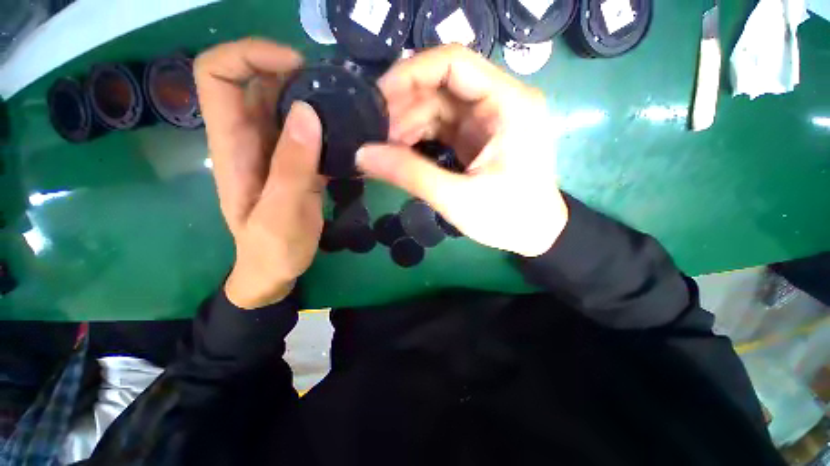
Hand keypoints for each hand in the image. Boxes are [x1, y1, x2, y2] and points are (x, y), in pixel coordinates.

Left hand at [195, 39, 324, 308]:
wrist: (275, 268)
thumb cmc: (272, 248)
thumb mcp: (281, 213)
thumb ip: (292, 167)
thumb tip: (307, 113)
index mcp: (233, 145)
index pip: (217, 75)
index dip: (249, 54)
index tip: (297, 64)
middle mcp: (249, 138)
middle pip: (255, 80)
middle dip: (290, 69)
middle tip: (334, 85)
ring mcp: (274, 150)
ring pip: (284, 103)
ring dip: (312, 94)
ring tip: (347, 104)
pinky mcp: (295, 162)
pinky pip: (306, 129)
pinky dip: (325, 121)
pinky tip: (348, 130)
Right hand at [357, 45, 567, 257]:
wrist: (534, 235)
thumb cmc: (507, 218)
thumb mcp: (457, 199)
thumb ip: (410, 174)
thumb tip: (363, 154)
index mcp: (508, 105)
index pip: (454, 63)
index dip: (410, 74)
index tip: (377, 99)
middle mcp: (499, 102)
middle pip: (441, 85)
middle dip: (403, 106)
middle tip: (373, 133)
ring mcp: (487, 120)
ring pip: (437, 106)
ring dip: (407, 124)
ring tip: (384, 149)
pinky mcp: (477, 138)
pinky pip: (441, 126)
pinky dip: (418, 136)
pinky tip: (400, 152)